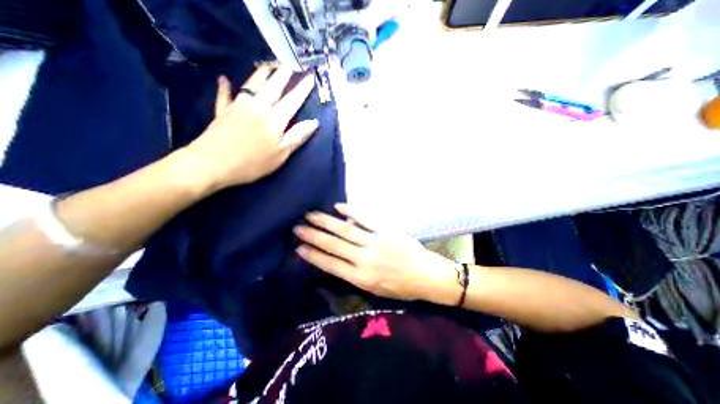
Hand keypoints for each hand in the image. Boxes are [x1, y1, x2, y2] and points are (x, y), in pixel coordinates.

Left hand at [179, 63, 319, 192]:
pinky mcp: (223, 112)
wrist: (211, 163)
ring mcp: (238, 107)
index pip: (292, 100)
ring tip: (268, 65)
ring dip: (261, 74)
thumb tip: (314, 123)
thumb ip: (296, 136)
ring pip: (251, 85)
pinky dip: (224, 87)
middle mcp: (258, 107)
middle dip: (283, 74)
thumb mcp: (280, 154)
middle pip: (272, 87)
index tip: (310, 76)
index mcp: (274, 119)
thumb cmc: (252, 163)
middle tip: (289, 63)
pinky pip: (224, 95)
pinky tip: (223, 79)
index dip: (302, 89)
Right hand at [294, 205, 456, 301]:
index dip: (313, 255)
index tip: (298, 247)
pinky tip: (338, 206)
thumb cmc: (400, 286)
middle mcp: (364, 259)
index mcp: (360, 277)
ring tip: (311, 215)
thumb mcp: (374, 289)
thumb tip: (337, 258)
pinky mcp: (386, 229)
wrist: (425, 275)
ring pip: (345, 229)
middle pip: (333, 244)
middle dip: (313, 235)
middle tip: (297, 226)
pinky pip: (365, 218)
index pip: (330, 264)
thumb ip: (354, 274)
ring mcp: (375, 242)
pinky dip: (351, 211)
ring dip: (326, 222)